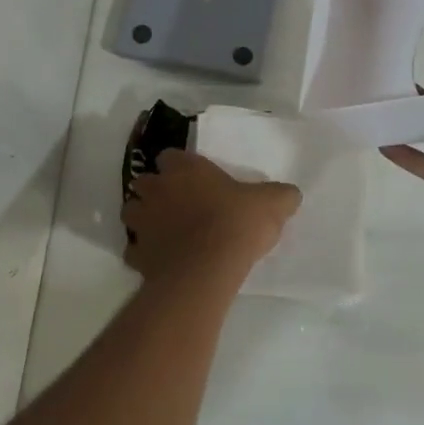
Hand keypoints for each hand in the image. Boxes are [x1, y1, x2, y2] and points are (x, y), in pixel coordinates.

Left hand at [124, 149, 301, 281]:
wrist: (208, 268)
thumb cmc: (237, 224)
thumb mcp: (272, 204)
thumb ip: (280, 195)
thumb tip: (291, 194)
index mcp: (185, 169)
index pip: (170, 156)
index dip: (179, 166)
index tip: (193, 178)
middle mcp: (158, 190)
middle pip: (144, 182)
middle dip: (155, 190)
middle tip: (177, 204)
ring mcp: (143, 222)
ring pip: (132, 212)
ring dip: (143, 218)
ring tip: (164, 230)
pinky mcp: (137, 254)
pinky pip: (134, 250)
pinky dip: (143, 253)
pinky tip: (160, 260)